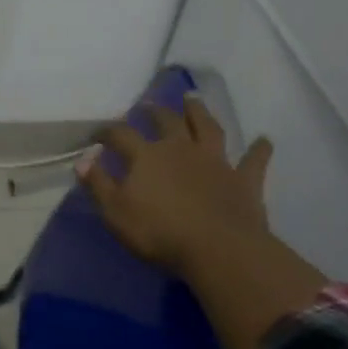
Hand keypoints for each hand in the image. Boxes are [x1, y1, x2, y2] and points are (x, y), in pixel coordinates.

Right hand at [77, 97, 273, 279]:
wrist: (218, 249)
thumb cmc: (159, 233)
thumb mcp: (115, 212)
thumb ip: (98, 183)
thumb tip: (83, 158)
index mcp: (147, 156)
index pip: (121, 135)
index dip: (107, 131)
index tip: (97, 134)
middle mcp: (181, 149)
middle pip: (166, 122)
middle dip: (154, 111)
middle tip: (147, 104)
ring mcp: (216, 162)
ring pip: (207, 128)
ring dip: (199, 112)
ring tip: (193, 99)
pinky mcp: (244, 180)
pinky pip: (254, 161)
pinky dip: (259, 150)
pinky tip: (265, 140)